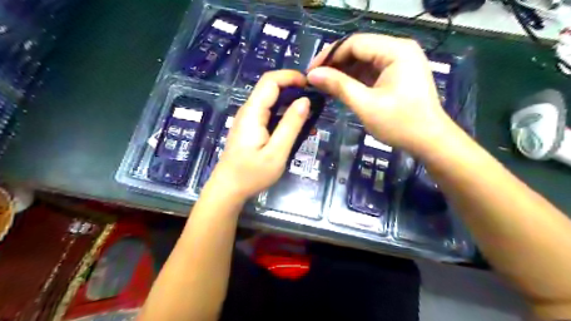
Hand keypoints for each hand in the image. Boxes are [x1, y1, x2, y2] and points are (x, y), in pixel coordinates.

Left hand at [207, 71, 310, 199]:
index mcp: (253, 112)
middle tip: (314, 100)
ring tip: (310, 113)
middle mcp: (248, 110)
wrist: (228, 189)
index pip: (270, 81)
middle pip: (270, 88)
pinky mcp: (250, 128)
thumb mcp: (276, 153)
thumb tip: (305, 101)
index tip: (311, 84)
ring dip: (290, 102)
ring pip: (270, 100)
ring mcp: (248, 119)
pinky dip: (283, 114)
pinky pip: (268, 113)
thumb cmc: (251, 174)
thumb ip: (291, 126)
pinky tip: (296, 125)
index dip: (291, 76)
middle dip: (293, 88)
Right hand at [306, 33, 457, 153]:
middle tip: (315, 80)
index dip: (329, 55)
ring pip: (363, 61)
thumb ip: (339, 86)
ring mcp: (399, 62)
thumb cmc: (400, 124)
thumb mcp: (366, 105)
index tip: (310, 72)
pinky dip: (354, 79)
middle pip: (359, 49)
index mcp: (396, 51)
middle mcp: (398, 50)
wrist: (429, 141)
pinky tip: (339, 88)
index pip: (354, 43)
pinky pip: (370, 71)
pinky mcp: (396, 75)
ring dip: (343, 73)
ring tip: (323, 85)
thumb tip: (312, 75)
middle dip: (335, 64)